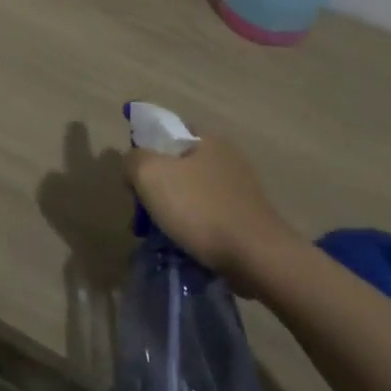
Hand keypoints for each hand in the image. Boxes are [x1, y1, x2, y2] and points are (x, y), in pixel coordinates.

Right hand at [125, 135, 293, 295]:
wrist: (256, 258)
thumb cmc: (200, 209)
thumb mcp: (150, 174)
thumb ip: (133, 160)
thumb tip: (134, 164)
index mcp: (207, 139)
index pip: (167, 133)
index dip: (145, 152)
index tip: (135, 180)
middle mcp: (227, 157)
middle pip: (177, 166)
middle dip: (156, 189)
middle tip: (142, 214)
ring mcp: (240, 189)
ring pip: (191, 194)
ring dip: (173, 211)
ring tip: (160, 236)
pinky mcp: (247, 218)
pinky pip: (208, 216)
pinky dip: (193, 228)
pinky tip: (184, 245)